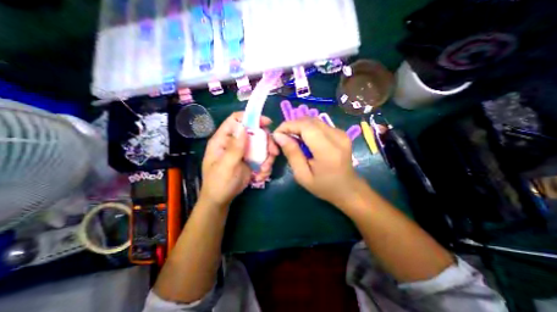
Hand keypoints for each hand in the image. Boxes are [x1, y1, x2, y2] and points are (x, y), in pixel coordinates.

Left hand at [201, 113, 277, 206]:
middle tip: (274, 152)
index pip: (235, 120)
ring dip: (267, 157)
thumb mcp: (226, 166)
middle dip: (266, 142)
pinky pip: (263, 157)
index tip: (267, 123)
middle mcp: (235, 143)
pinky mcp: (251, 161)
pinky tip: (261, 176)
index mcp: (223, 140)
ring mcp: (244, 152)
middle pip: (254, 133)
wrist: (221, 200)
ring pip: (262, 146)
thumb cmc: (219, 183)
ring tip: (265, 170)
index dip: (251, 118)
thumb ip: (234, 147)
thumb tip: (243, 127)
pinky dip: (265, 166)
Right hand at [274, 116, 360, 207]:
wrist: (348, 189)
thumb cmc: (324, 186)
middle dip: (292, 125)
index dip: (288, 125)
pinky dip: (308, 129)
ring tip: (292, 139)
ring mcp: (341, 133)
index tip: (277, 134)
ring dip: (299, 126)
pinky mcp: (341, 133)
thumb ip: (292, 153)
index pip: (305, 126)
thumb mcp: (302, 175)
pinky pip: (319, 125)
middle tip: (283, 138)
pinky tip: (304, 140)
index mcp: (327, 150)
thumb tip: (279, 136)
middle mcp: (337, 136)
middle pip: (309, 120)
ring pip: (313, 120)